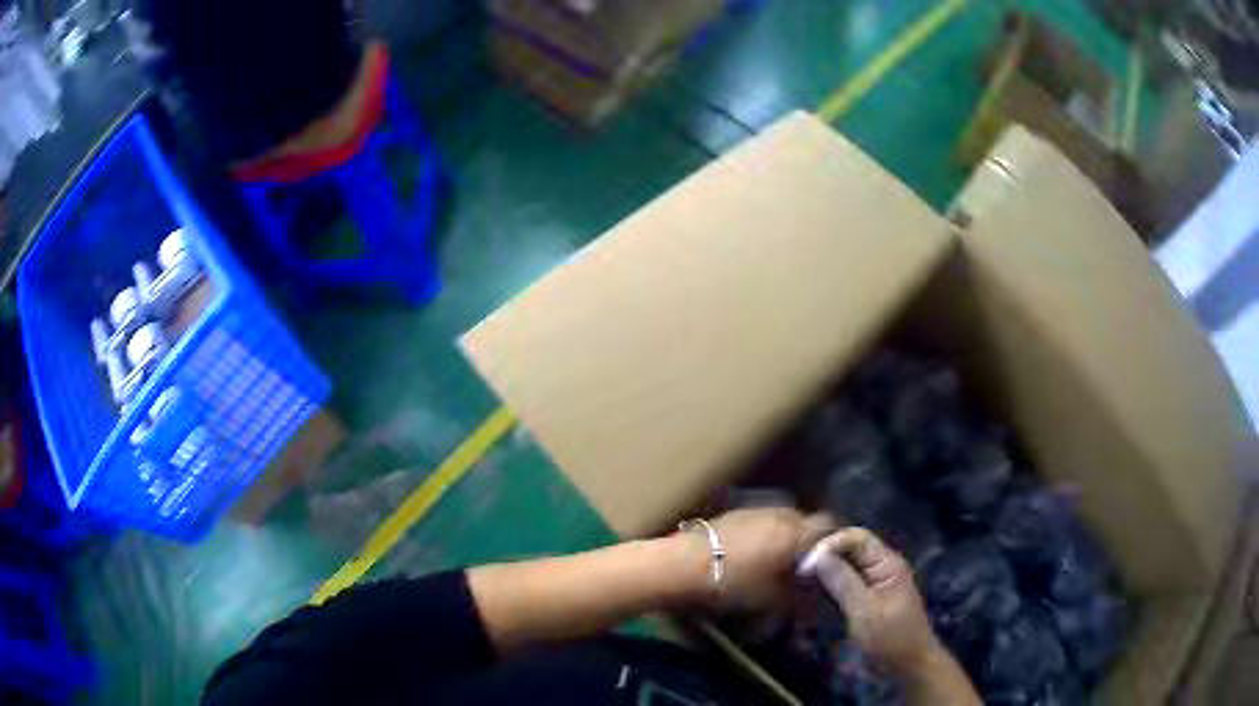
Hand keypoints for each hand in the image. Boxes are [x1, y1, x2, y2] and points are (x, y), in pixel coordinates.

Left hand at [687, 508, 832, 611]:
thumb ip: (798, 595)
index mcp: (796, 531)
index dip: (832, 541)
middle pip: (804, 520)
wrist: (683, 566)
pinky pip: (758, 521)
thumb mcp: (773, 600)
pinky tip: (750, 553)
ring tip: (774, 559)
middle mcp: (780, 513)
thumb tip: (811, 595)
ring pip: (780, 519)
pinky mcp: (731, 513)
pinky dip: (761, 534)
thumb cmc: (734, 584)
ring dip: (782, 535)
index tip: (830, 559)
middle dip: (806, 540)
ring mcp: (754, 509)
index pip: (828, 525)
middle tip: (802, 563)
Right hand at [803, 527, 941, 673]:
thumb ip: (842, 581)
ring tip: (799, 580)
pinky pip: (846, 581)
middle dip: (824, 555)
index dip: (829, 544)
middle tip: (796, 570)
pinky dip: (829, 583)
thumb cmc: (890, 637)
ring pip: (846, 565)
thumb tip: (817, 554)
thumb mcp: (864, 610)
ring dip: (825, 570)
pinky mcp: (867, 596)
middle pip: (850, 548)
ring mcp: (875, 581)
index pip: (855, 537)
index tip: (804, 564)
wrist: (908, 664)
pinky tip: (812, 591)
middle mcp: (881, 565)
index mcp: (887, 562)